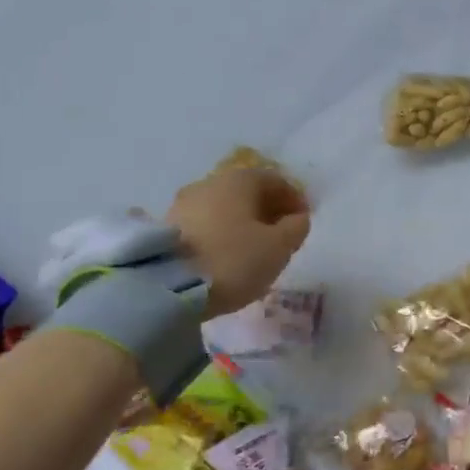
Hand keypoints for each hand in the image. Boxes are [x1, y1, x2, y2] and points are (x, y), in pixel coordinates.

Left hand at [168, 168, 310, 317]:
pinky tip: (226, 255)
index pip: (275, 180)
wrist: (168, 288)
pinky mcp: (166, 227)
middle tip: (281, 236)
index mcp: (239, 180)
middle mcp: (209, 183)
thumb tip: (297, 218)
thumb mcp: (278, 248)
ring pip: (224, 208)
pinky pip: (205, 223)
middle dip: (267, 210)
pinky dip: (221, 233)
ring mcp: (183, 203)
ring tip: (253, 249)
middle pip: (247, 191)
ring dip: (243, 222)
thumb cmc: (233, 260)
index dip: (294, 199)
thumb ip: (296, 228)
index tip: (303, 222)